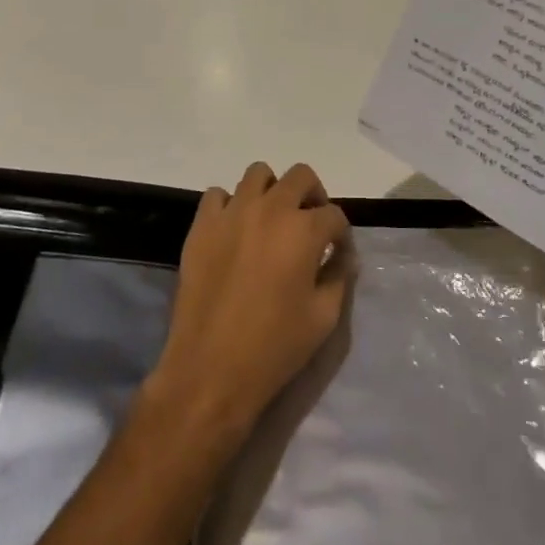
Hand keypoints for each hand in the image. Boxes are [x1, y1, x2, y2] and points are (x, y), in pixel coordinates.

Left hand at [147, 162, 352, 445]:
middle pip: (301, 176)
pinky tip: (235, 232)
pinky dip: (230, 205)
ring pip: (259, 174)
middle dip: (313, 196)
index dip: (341, 234)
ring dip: (272, 192)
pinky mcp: (202, 226)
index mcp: (304, 231)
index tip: (337, 252)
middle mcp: (270, 210)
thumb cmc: (274, 348)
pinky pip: (218, 195)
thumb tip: (342, 255)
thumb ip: (339, 276)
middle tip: (310, 225)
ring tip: (271, 221)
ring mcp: (232, 213)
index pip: (334, 215)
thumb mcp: (324, 318)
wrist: (209, 371)